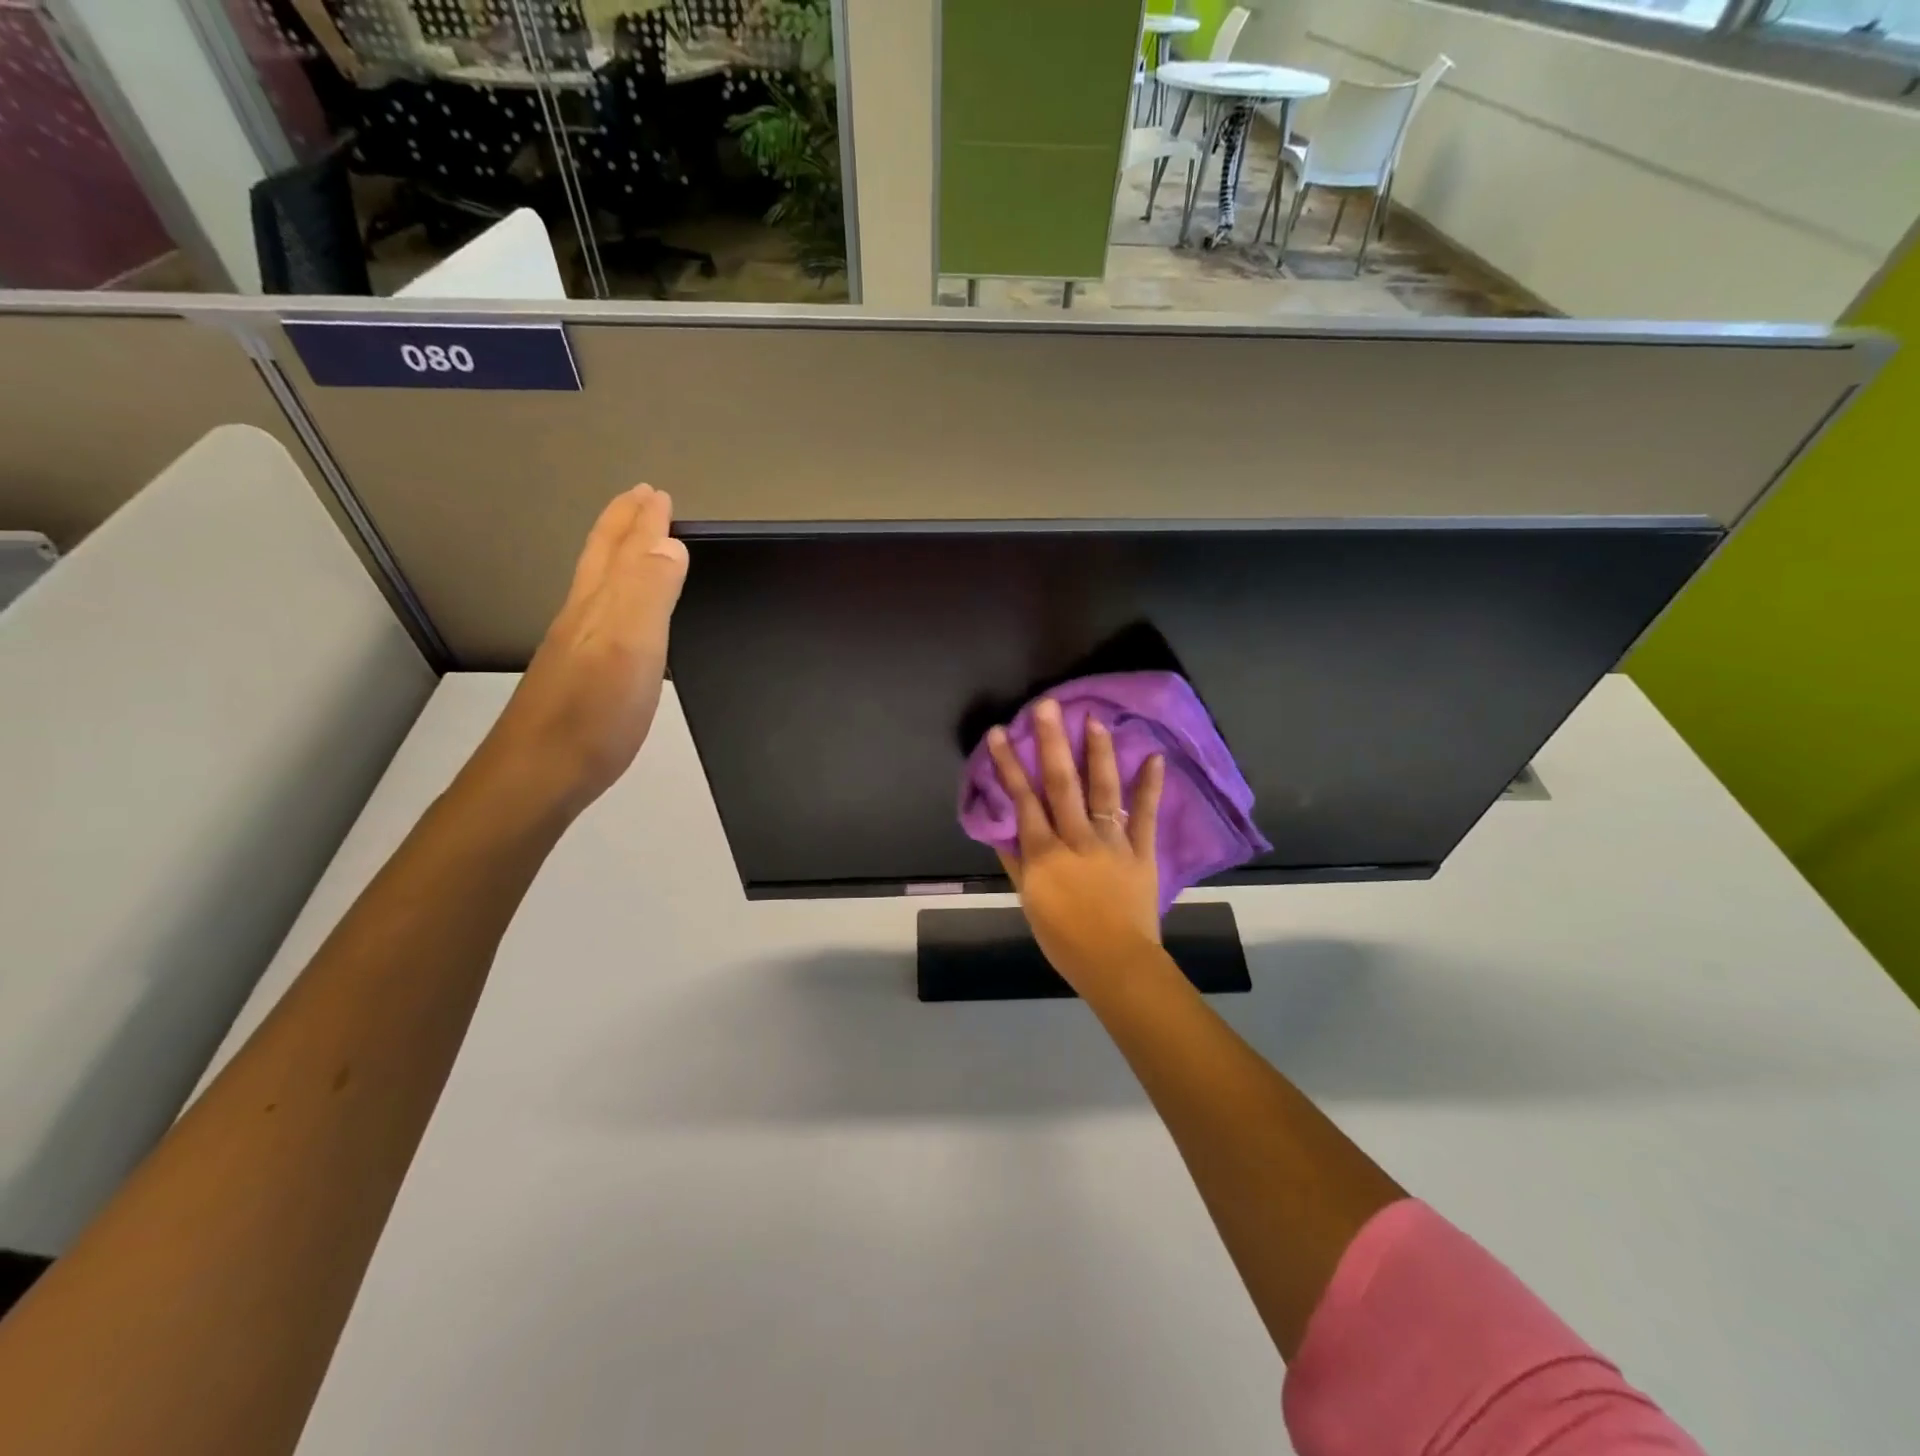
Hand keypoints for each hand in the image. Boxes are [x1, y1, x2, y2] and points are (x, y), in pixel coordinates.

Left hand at [470, 484, 688, 818]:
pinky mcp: (576, 678)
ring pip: (596, 586)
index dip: (642, 520)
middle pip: (601, 559)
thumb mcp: (629, 647)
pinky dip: (613, 596)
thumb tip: (670, 544)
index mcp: (598, 605)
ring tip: (632, 543)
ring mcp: (574, 649)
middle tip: (641, 500)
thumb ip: (649, 592)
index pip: (624, 550)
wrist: (536, 776)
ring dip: (615, 556)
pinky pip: (598, 617)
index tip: (657, 493)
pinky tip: (615, 613)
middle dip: (622, 524)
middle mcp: (581, 618)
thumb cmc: (592, 714)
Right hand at [987, 699, 1165, 992]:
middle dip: (1051, 742)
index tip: (999, 733)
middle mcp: (1076, 838)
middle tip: (1047, 706)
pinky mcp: (1141, 850)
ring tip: (1094, 720)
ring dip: (1098, 753)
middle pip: (1061, 784)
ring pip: (1102, 790)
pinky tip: (1154, 756)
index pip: (1023, 800)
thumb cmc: (1065, 939)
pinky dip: (1150, 786)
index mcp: (1045, 853)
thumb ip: (1017, 864)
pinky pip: (1144, 815)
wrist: (1116, 963)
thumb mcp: (1030, 903)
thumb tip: (1002, 830)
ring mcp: (1112, 841)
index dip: (1009, 765)